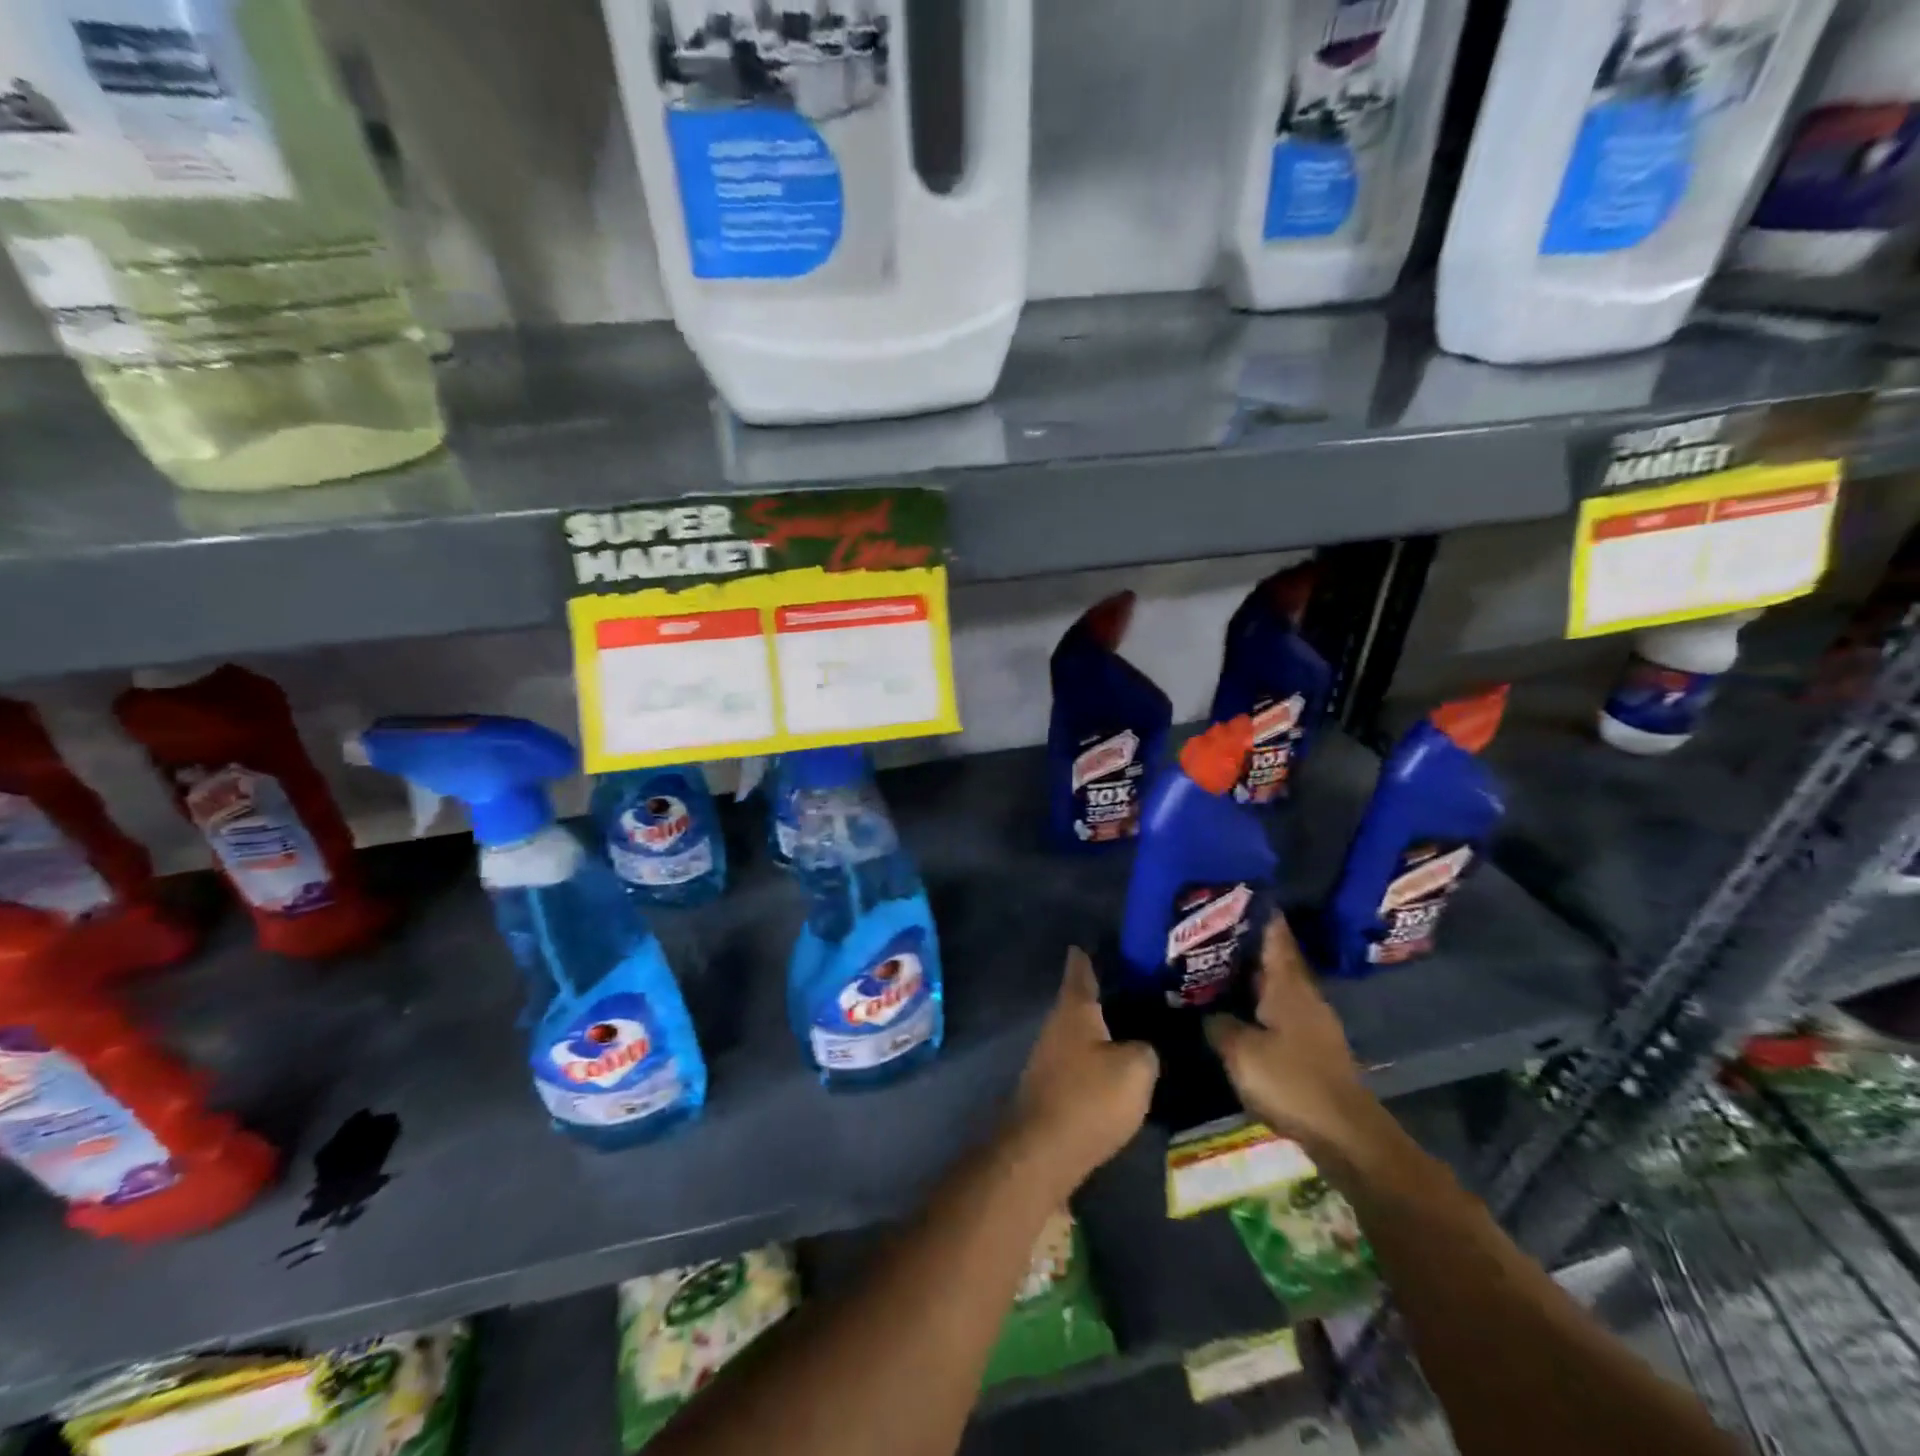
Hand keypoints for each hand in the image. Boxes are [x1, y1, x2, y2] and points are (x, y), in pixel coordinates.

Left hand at [1005, 948, 1157, 1199]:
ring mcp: (1048, 1056)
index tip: (1103, 941)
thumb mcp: (1136, 1069)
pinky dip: (1098, 1058)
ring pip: (1081, 1031)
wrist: (1042, 1153)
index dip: (1092, 953)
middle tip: (1141, 988)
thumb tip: (1142, 1046)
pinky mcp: (1051, 1086)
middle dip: (1107, 993)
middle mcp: (1056, 1025)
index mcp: (1075, 1008)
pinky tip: (1118, 1067)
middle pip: (1081, 1000)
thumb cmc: (1089, 1099)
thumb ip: (1146, 1048)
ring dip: (1103, 1029)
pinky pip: (1079, 1060)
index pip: (1082, 968)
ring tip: (1137, 1027)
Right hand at [1205, 915, 1379, 1161]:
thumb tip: (1207, 1013)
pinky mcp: (1312, 1047)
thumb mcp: (1242, 1053)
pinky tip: (1237, 1009)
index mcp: (1288, 985)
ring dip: (1251, 974)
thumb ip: (1219, 1026)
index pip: (1275, 936)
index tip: (1237, 892)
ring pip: (1277, 985)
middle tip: (1210, 929)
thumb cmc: (1293, 1083)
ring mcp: (1311, 1022)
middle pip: (1275, 958)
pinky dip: (1258, 1002)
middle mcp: (1303, 995)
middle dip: (1246, 942)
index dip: (1258, 913)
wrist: (1347, 1136)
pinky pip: (1279, 1010)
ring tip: (1216, 965)